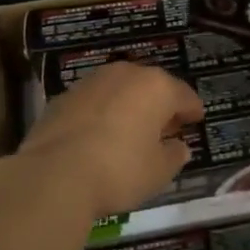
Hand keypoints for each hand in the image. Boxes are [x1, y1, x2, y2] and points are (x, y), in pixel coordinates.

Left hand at [11, 61, 204, 217]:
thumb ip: (174, 155)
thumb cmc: (119, 171)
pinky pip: (94, 102)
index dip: (192, 109)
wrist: (53, 175)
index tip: (196, 119)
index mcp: (156, 87)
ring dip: (129, 106)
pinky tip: (100, 135)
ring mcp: (91, 82)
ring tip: (131, 130)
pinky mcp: (63, 97)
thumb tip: (179, 147)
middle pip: (151, 86)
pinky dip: (102, 114)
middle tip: (165, 126)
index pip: (184, 95)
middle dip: (160, 105)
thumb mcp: (159, 172)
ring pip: (120, 90)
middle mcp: (125, 74)